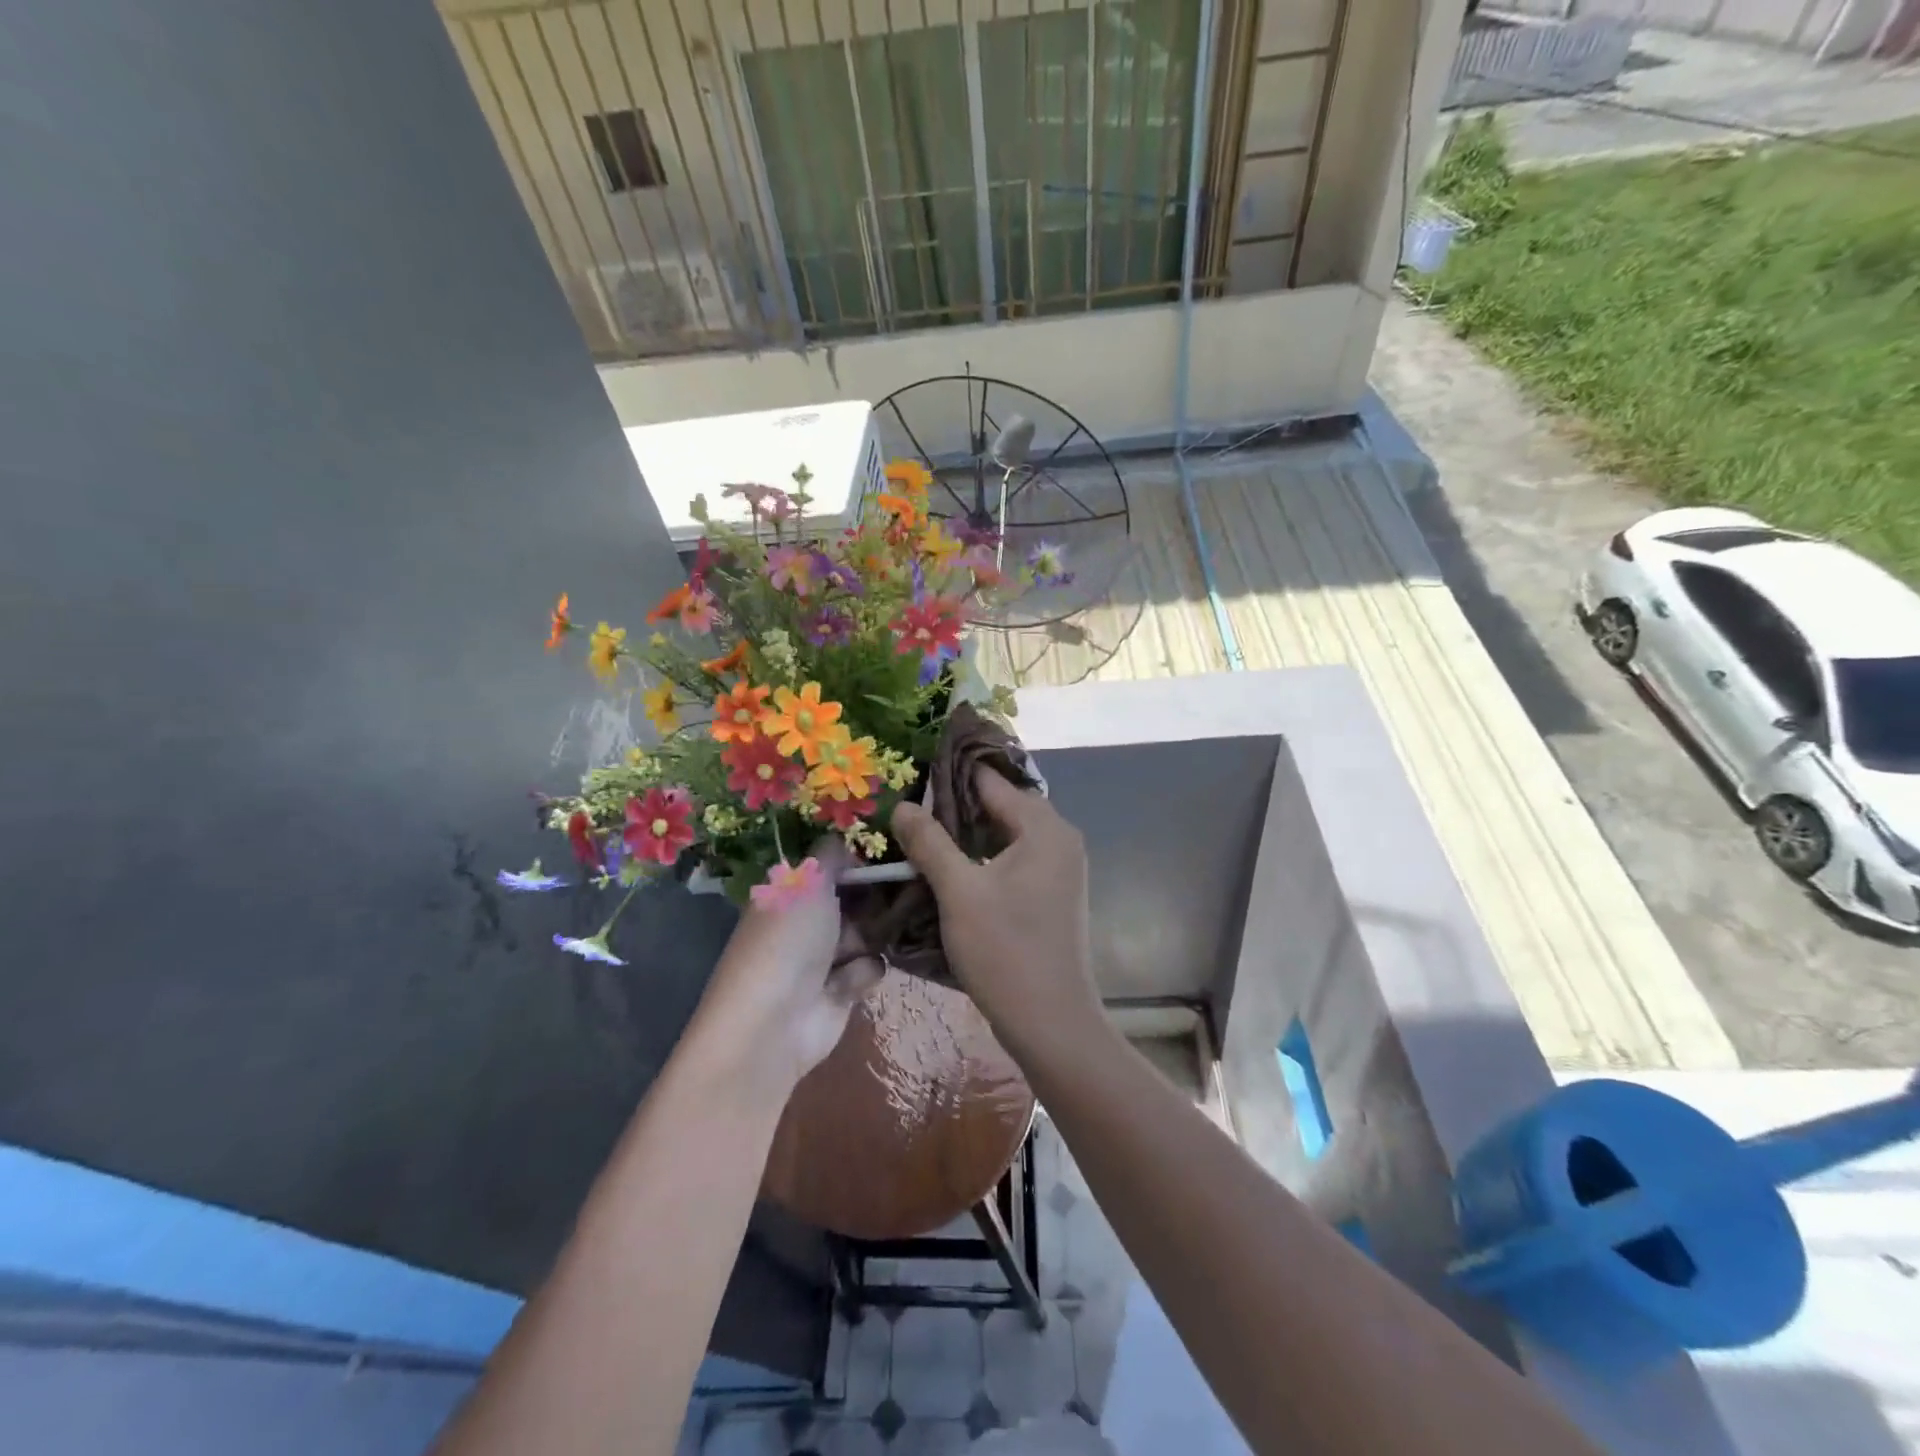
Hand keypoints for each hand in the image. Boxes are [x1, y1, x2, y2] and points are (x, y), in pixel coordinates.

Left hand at [694, 840, 885, 1095]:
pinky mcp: (841, 992)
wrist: (774, 1023)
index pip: (827, 869)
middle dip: (873, 898)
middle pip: (853, 900)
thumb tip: (844, 840)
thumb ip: (830, 855)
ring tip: (870, 939)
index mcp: (788, 893)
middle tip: (898, 892)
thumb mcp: (808, 881)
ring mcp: (822, 959)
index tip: (885, 855)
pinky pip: (868, 968)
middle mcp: (804, 923)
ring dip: (871, 936)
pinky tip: (849, 981)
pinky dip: (862, 973)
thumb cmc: (788, 940)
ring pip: (867, 933)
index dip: (854, 862)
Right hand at [890, 769, 1103, 1062]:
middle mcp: (1060, 839)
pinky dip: (983, 856)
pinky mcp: (1052, 893)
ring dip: (967, 833)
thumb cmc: (1006, 951)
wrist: (1052, 1022)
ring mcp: (1060, 867)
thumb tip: (902, 805)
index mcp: (1045, 828)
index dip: (949, 776)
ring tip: (921, 834)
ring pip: (1006, 834)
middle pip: (1001, 805)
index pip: (992, 782)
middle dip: (955, 804)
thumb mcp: (959, 892)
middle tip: (908, 806)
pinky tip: (950, 867)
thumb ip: (930, 842)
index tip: (909, 774)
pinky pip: (1014, 858)